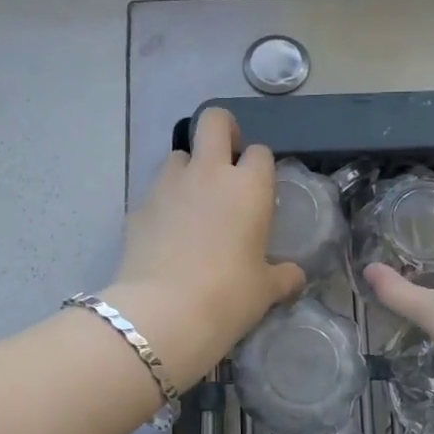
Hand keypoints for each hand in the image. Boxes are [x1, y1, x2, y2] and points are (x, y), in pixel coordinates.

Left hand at [109, 108, 305, 388]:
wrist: (163, 312)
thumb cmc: (228, 296)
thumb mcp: (265, 290)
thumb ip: (283, 276)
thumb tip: (295, 277)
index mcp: (248, 186)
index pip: (259, 152)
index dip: (260, 166)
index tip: (259, 188)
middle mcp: (208, 173)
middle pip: (214, 121)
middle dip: (223, 130)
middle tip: (227, 160)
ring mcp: (168, 185)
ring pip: (178, 154)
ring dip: (189, 169)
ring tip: (193, 203)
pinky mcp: (138, 205)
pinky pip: (155, 190)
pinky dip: (164, 202)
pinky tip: (168, 233)